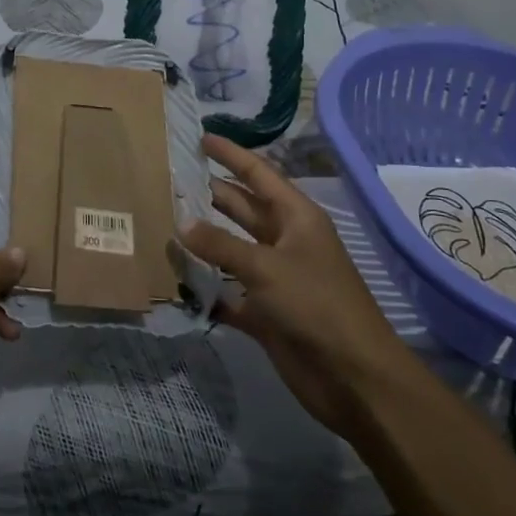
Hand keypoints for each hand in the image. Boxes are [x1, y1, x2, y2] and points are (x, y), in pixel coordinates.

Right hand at [184, 134, 414, 437]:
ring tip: (162, 223)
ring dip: (203, 240)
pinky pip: (228, 292)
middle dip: (209, 194)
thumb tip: (181, 222)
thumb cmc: (316, 305)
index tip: (200, 138)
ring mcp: (275, 278)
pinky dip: (206, 287)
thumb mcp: (266, 267)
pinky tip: (175, 280)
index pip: (258, 174)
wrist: (353, 377)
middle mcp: (285, 241)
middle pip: (242, 208)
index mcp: (296, 218)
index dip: (231, 155)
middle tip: (169, 180)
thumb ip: (220, 244)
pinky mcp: (265, 312)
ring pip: (231, 249)